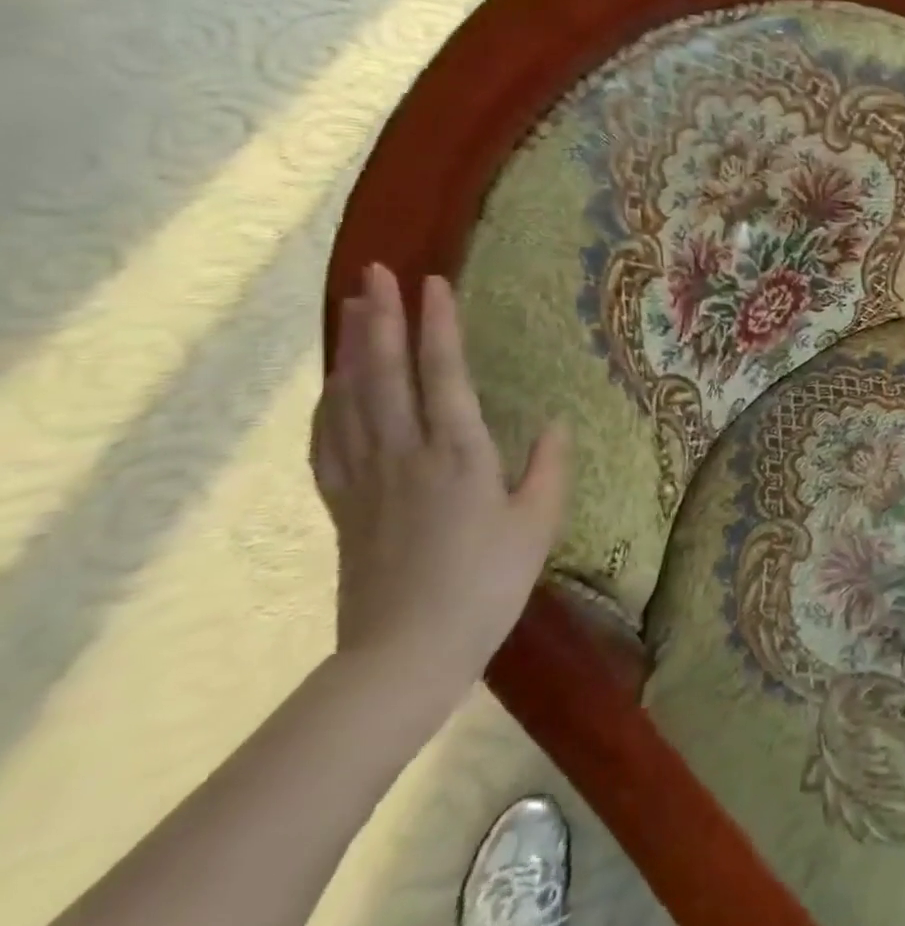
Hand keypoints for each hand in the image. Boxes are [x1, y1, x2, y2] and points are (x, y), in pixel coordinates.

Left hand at [310, 264, 569, 703]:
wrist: (407, 651)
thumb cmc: (487, 583)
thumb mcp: (538, 524)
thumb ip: (548, 466)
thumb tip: (554, 422)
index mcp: (458, 454)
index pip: (444, 374)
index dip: (438, 325)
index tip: (433, 282)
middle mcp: (405, 453)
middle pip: (384, 374)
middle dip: (379, 318)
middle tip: (373, 273)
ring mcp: (366, 478)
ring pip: (351, 399)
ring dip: (351, 349)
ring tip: (351, 309)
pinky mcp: (344, 504)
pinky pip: (328, 440)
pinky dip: (329, 402)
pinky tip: (334, 385)